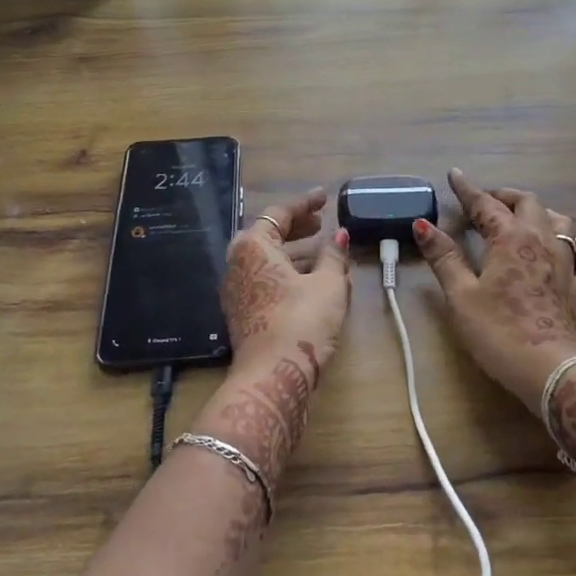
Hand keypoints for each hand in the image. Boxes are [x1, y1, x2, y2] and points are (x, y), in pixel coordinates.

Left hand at [220, 187, 352, 386]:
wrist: (272, 378)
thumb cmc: (301, 321)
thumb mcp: (329, 285)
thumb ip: (334, 256)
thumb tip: (339, 236)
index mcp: (253, 247)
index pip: (279, 214)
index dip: (305, 204)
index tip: (325, 198)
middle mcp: (237, 264)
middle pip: (268, 236)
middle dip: (297, 228)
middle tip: (321, 223)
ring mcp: (236, 291)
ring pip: (267, 261)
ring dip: (295, 254)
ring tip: (324, 254)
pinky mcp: (243, 314)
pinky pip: (265, 281)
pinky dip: (287, 274)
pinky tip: (312, 282)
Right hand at [415, 169, 575, 411]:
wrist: (548, 369)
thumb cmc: (497, 331)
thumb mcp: (460, 295)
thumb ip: (444, 257)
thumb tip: (422, 224)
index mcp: (511, 238)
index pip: (485, 204)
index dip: (468, 189)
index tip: (455, 175)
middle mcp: (543, 241)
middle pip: (528, 203)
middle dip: (505, 197)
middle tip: (486, 202)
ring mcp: (568, 264)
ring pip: (561, 223)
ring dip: (541, 214)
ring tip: (524, 219)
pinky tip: (572, 253)